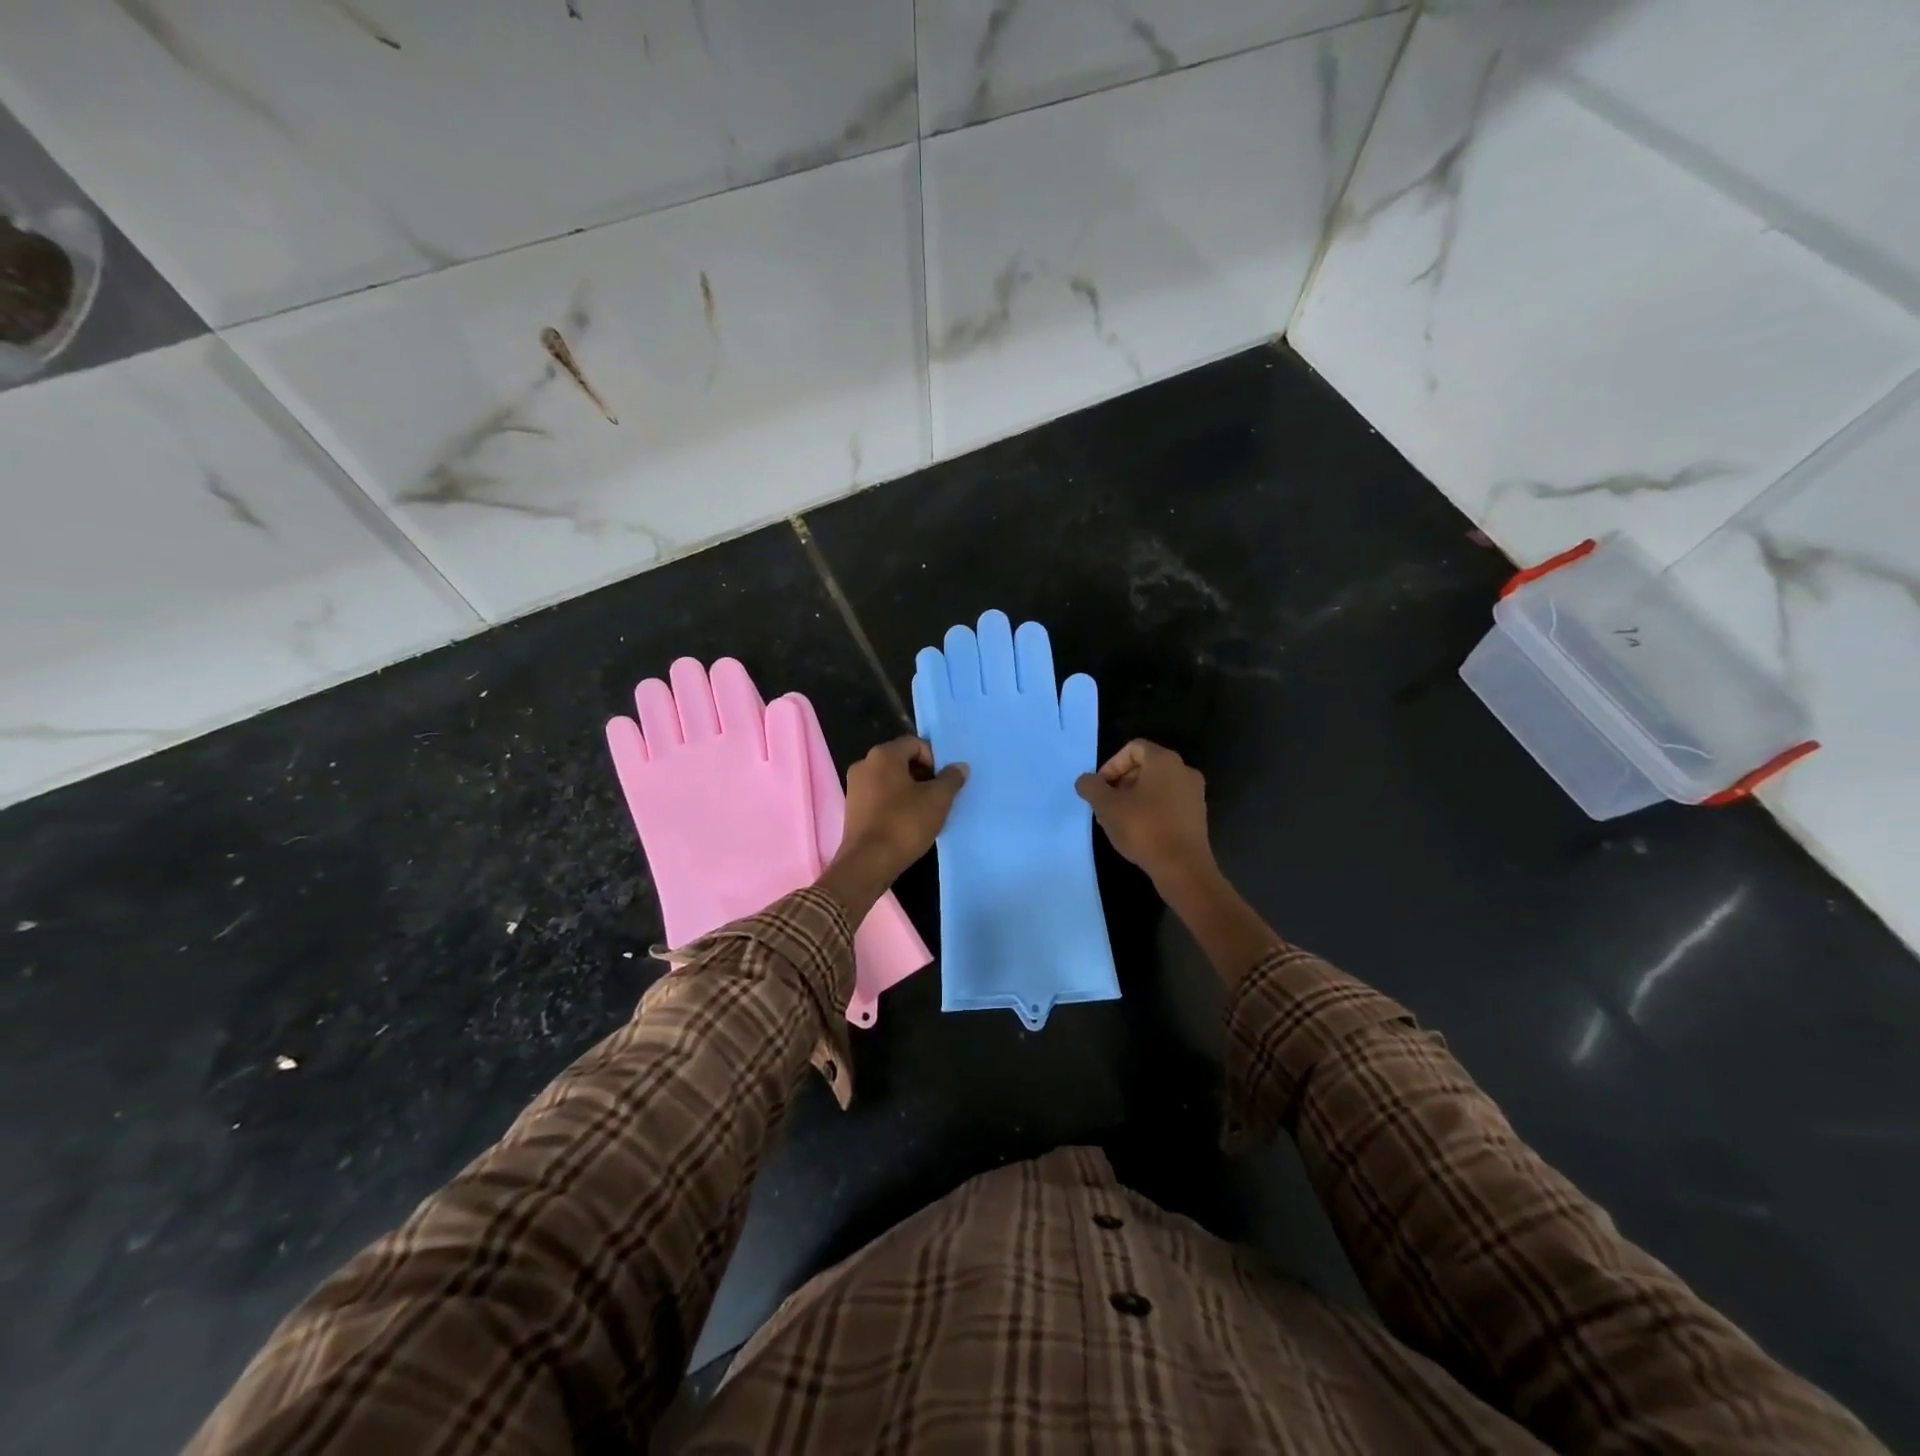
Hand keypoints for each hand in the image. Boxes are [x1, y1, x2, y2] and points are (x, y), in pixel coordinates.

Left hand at [820, 738, 966, 920]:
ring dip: (910, 790)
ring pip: (890, 779)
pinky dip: (895, 802)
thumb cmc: (904, 824)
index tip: (944, 783)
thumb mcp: (937, 800)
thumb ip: (951, 779)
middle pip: (902, 760)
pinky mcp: (852, 808)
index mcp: (883, 755)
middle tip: (938, 797)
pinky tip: (907, 822)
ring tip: (925, 811)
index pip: (915, 744)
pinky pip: (879, 795)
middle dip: (923, 775)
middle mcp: (864, 764)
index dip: (935, 760)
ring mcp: (855, 786)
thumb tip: (959, 767)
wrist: (868, 863)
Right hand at [1075, 739, 1213, 887]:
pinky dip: (1150, 809)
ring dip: (1133, 798)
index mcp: (1164, 761)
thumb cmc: (1143, 829)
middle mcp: (1184, 770)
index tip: (1100, 788)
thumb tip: (1086, 781)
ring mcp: (1194, 793)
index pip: (1133, 748)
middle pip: (1145, 766)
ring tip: (1118, 820)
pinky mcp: (1197, 815)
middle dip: (1120, 782)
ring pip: (1156, 786)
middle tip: (1105, 805)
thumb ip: (1091, 787)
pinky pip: (1168, 802)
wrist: (1183, 867)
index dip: (1111, 765)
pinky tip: (1138, 831)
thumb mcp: (1106, 806)